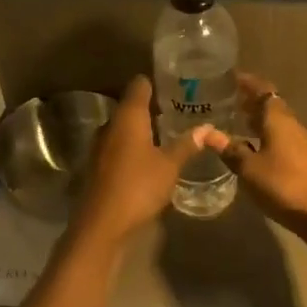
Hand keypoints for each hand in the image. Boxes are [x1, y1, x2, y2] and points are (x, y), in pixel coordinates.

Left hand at [72, 76, 210, 246]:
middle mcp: (110, 125)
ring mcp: (100, 146)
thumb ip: (187, 144)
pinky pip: (119, 147)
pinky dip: (134, 147)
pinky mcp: (98, 166)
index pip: (139, 85)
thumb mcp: (169, 166)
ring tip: (169, 134)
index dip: (155, 82)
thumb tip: (208, 128)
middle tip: (180, 111)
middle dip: (153, 108)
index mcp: (128, 117)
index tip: (175, 84)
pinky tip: (151, 158)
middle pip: (131, 107)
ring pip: (124, 129)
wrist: (102, 224)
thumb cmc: (138, 187)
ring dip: (143, 130)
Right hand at [204, 74, 306, 250]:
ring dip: (259, 122)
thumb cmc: (284, 185)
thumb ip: (230, 150)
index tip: (231, 78)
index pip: (263, 91)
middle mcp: (292, 127)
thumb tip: (207, 133)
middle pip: (272, 107)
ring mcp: (302, 145)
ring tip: (238, 124)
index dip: (248, 83)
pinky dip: (266, 139)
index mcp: (279, 121)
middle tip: (229, 102)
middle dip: (252, 102)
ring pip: (277, 125)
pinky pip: (282, 141)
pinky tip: (254, 151)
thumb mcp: (249, 169)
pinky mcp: (305, 162)